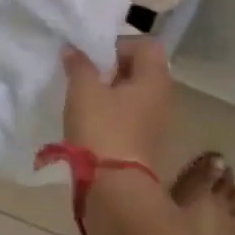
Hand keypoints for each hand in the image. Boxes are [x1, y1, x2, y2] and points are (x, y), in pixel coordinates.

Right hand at [63, 37, 171, 170]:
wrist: (115, 191)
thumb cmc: (103, 130)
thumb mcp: (83, 90)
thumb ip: (78, 64)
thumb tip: (73, 49)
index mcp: (154, 79)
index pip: (146, 44)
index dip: (120, 43)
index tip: (94, 55)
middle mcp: (161, 98)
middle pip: (139, 69)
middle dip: (110, 67)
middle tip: (85, 73)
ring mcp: (154, 123)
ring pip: (132, 94)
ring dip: (108, 91)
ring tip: (82, 96)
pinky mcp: (142, 144)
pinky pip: (127, 116)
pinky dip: (110, 113)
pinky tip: (88, 120)